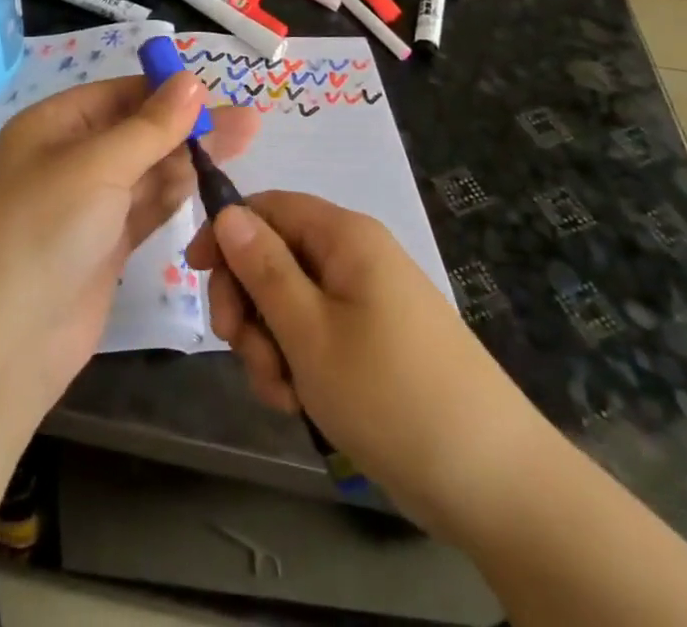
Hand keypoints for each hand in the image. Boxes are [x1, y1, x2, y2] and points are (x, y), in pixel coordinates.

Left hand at [0, 74, 256, 417]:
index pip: (118, 94)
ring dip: (190, 157)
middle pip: (139, 131)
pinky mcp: (105, 247)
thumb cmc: (42, 230)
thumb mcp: (97, 166)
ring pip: (148, 170)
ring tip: (246, 141)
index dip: (165, 90)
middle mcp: (71, 160)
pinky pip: (147, 208)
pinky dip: (177, 194)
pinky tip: (212, 180)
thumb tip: (192, 79)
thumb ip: (151, 126)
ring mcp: (89, 207)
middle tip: (248, 121)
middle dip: (189, 124)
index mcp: (54, 126)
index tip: (215, 92)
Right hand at [187, 191, 552, 543]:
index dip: (227, 233)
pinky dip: (298, 363)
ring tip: (284, 393)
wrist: (492, 480)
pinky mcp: (373, 340)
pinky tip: (302, 404)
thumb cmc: (390, 394)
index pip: (268, 206)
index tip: (194, 276)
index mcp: (344, 236)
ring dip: (270, 344)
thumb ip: (262, 268)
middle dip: (248, 304)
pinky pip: (316, 334)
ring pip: (290, 302)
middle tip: (243, 352)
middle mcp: (355, 256)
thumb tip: (228, 210)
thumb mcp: (309, 331)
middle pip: (275, 256)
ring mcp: (366, 300)